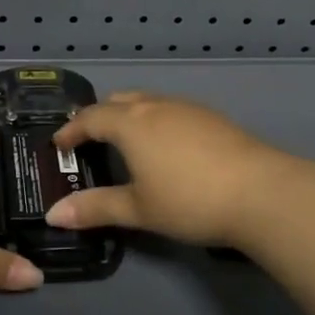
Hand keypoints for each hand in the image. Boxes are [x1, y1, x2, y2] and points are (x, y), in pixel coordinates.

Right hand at [48, 92, 299, 248]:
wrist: (262, 192)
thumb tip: (53, 214)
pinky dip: (154, 120)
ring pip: (146, 101)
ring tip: (125, 142)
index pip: (90, 117)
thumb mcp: (138, 209)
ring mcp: (186, 107)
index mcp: (131, 123)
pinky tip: (165, 147)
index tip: (59, 145)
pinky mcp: (211, 117)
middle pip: (117, 101)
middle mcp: (155, 105)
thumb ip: (95, 208)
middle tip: (89, 139)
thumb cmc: (189, 200)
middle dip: (98, 116)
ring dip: (128, 116)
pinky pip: (169, 109)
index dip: (71, 130)